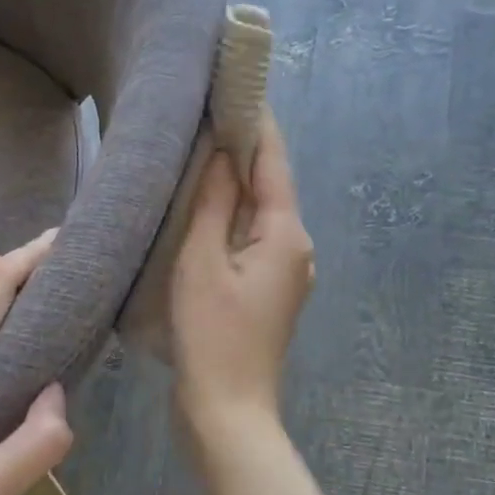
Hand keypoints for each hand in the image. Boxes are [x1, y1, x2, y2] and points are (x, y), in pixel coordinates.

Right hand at [171, 112, 314, 433]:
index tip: (233, 82)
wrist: (227, 411)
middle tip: (203, 115)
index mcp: (287, 233)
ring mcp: (286, 274)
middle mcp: (297, 248)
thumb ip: (214, 203)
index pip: (273, 160)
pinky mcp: (269, 294)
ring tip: (197, 156)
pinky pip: (251, 242)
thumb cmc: (211, 335)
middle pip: (269, 186)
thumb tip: (223, 152)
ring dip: (234, 187)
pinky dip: (231, 221)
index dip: (254, 120)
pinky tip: (203, 214)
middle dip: (241, 150)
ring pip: (259, 215)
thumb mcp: (201, 262)